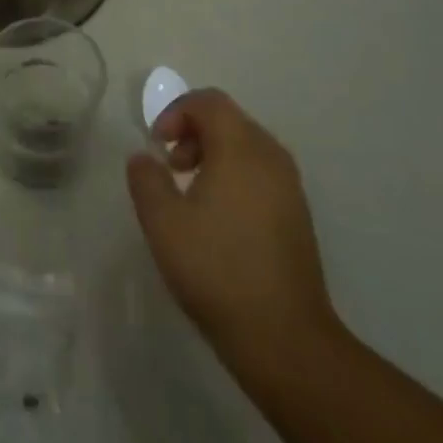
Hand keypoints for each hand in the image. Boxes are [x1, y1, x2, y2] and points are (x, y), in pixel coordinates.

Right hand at [126, 89, 342, 369]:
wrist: (286, 340)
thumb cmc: (218, 270)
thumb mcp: (163, 223)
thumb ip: (146, 179)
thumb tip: (144, 158)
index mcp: (241, 149)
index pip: (209, 102)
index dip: (175, 112)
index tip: (156, 145)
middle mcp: (271, 157)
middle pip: (228, 120)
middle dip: (192, 132)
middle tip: (170, 167)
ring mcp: (290, 187)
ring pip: (246, 146)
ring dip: (213, 155)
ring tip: (190, 194)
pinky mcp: (298, 216)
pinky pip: (261, 173)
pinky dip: (234, 176)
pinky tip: (218, 219)